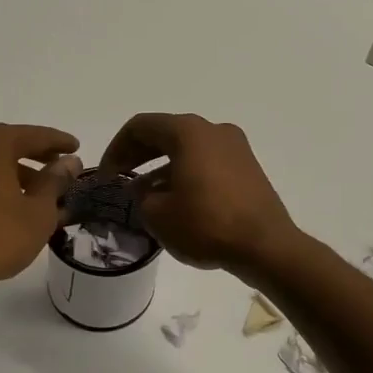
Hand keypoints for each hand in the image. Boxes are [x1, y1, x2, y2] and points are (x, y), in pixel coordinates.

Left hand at [0, 124, 81, 294]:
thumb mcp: (38, 210)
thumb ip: (55, 180)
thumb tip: (69, 161)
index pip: (34, 136)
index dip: (59, 142)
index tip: (76, 147)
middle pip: (9, 144)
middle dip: (37, 156)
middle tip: (61, 167)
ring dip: (17, 172)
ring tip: (42, 193)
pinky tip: (15, 203)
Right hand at [98, 113, 298, 276]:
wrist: (266, 246)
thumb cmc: (206, 224)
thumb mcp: (158, 214)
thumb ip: (141, 195)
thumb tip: (145, 189)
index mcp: (188, 131)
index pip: (141, 126)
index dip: (116, 148)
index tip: (106, 175)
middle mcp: (213, 129)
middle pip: (165, 133)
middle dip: (138, 154)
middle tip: (119, 178)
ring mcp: (235, 147)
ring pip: (187, 148)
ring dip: (161, 166)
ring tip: (144, 194)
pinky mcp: (247, 168)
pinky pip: (206, 162)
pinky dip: (185, 173)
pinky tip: (175, 200)